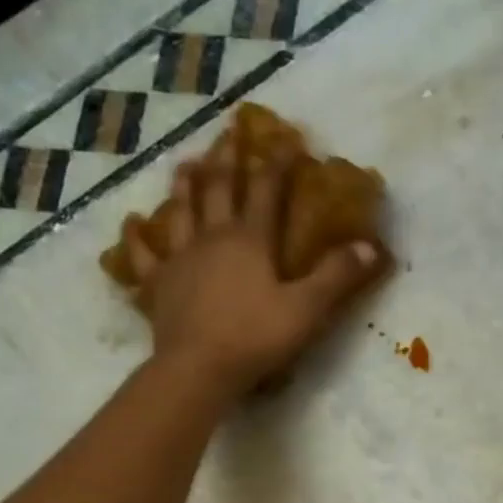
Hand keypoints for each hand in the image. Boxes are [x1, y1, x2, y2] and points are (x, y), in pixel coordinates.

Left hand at [120, 138, 383, 397]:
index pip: (267, 190)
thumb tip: (370, 246)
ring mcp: (180, 259)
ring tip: (186, 163)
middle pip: (219, 188)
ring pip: (181, 212)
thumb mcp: (306, 310)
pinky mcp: (158, 286)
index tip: (286, 138)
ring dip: (184, 185)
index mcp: (250, 240)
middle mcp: (212, 238)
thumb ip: (337, 277)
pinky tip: (131, 223)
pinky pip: (144, 256)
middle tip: (228, 133)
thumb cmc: (255, 338)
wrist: (198, 369)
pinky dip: (136, 238)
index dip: (277, 162)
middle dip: (227, 158)